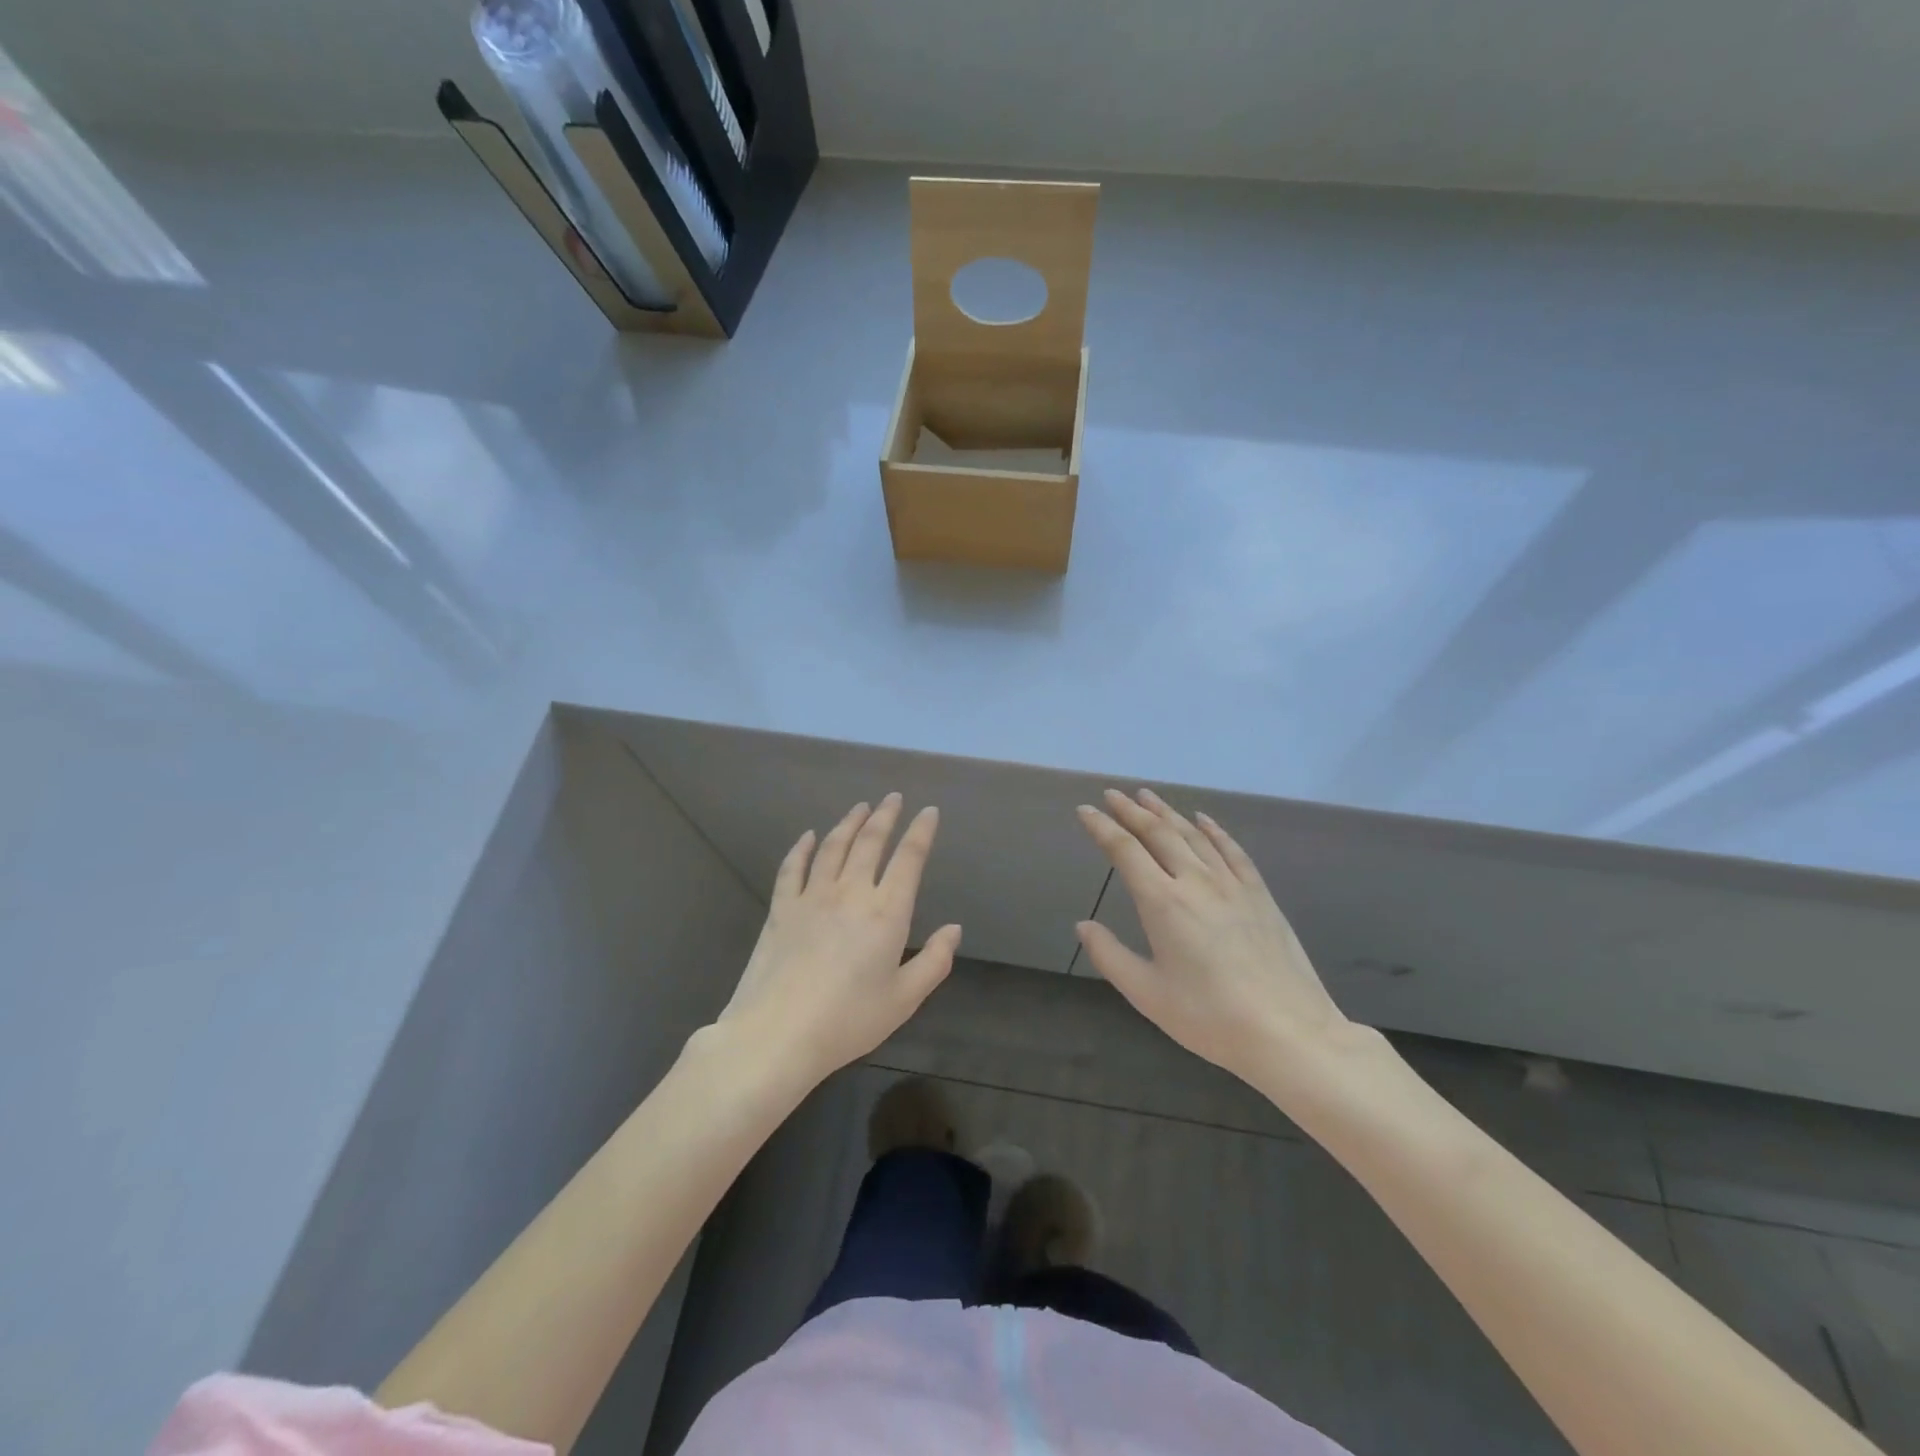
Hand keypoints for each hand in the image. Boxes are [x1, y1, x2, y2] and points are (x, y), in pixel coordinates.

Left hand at [719, 794, 959, 1088]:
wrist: (778, 1033)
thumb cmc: (849, 1020)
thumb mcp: (904, 999)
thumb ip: (934, 961)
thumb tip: (954, 929)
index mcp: (887, 912)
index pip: (909, 859)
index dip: (921, 831)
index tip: (929, 811)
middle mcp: (851, 892)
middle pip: (870, 842)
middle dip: (885, 816)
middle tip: (893, 797)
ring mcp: (812, 896)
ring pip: (833, 846)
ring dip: (849, 823)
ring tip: (860, 807)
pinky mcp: (781, 908)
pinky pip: (792, 867)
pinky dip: (802, 847)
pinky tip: (808, 836)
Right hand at [1074, 789, 1351, 1089]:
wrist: (1288, 1032)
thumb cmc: (1209, 1017)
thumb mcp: (1147, 994)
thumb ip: (1110, 956)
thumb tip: (1083, 926)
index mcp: (1163, 902)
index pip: (1125, 851)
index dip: (1102, 827)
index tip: (1085, 810)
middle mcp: (1195, 881)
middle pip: (1159, 833)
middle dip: (1131, 811)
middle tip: (1113, 795)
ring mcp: (1232, 885)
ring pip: (1194, 835)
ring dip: (1167, 812)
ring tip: (1148, 797)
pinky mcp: (1260, 895)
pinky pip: (1232, 851)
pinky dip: (1214, 830)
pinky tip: (1203, 820)